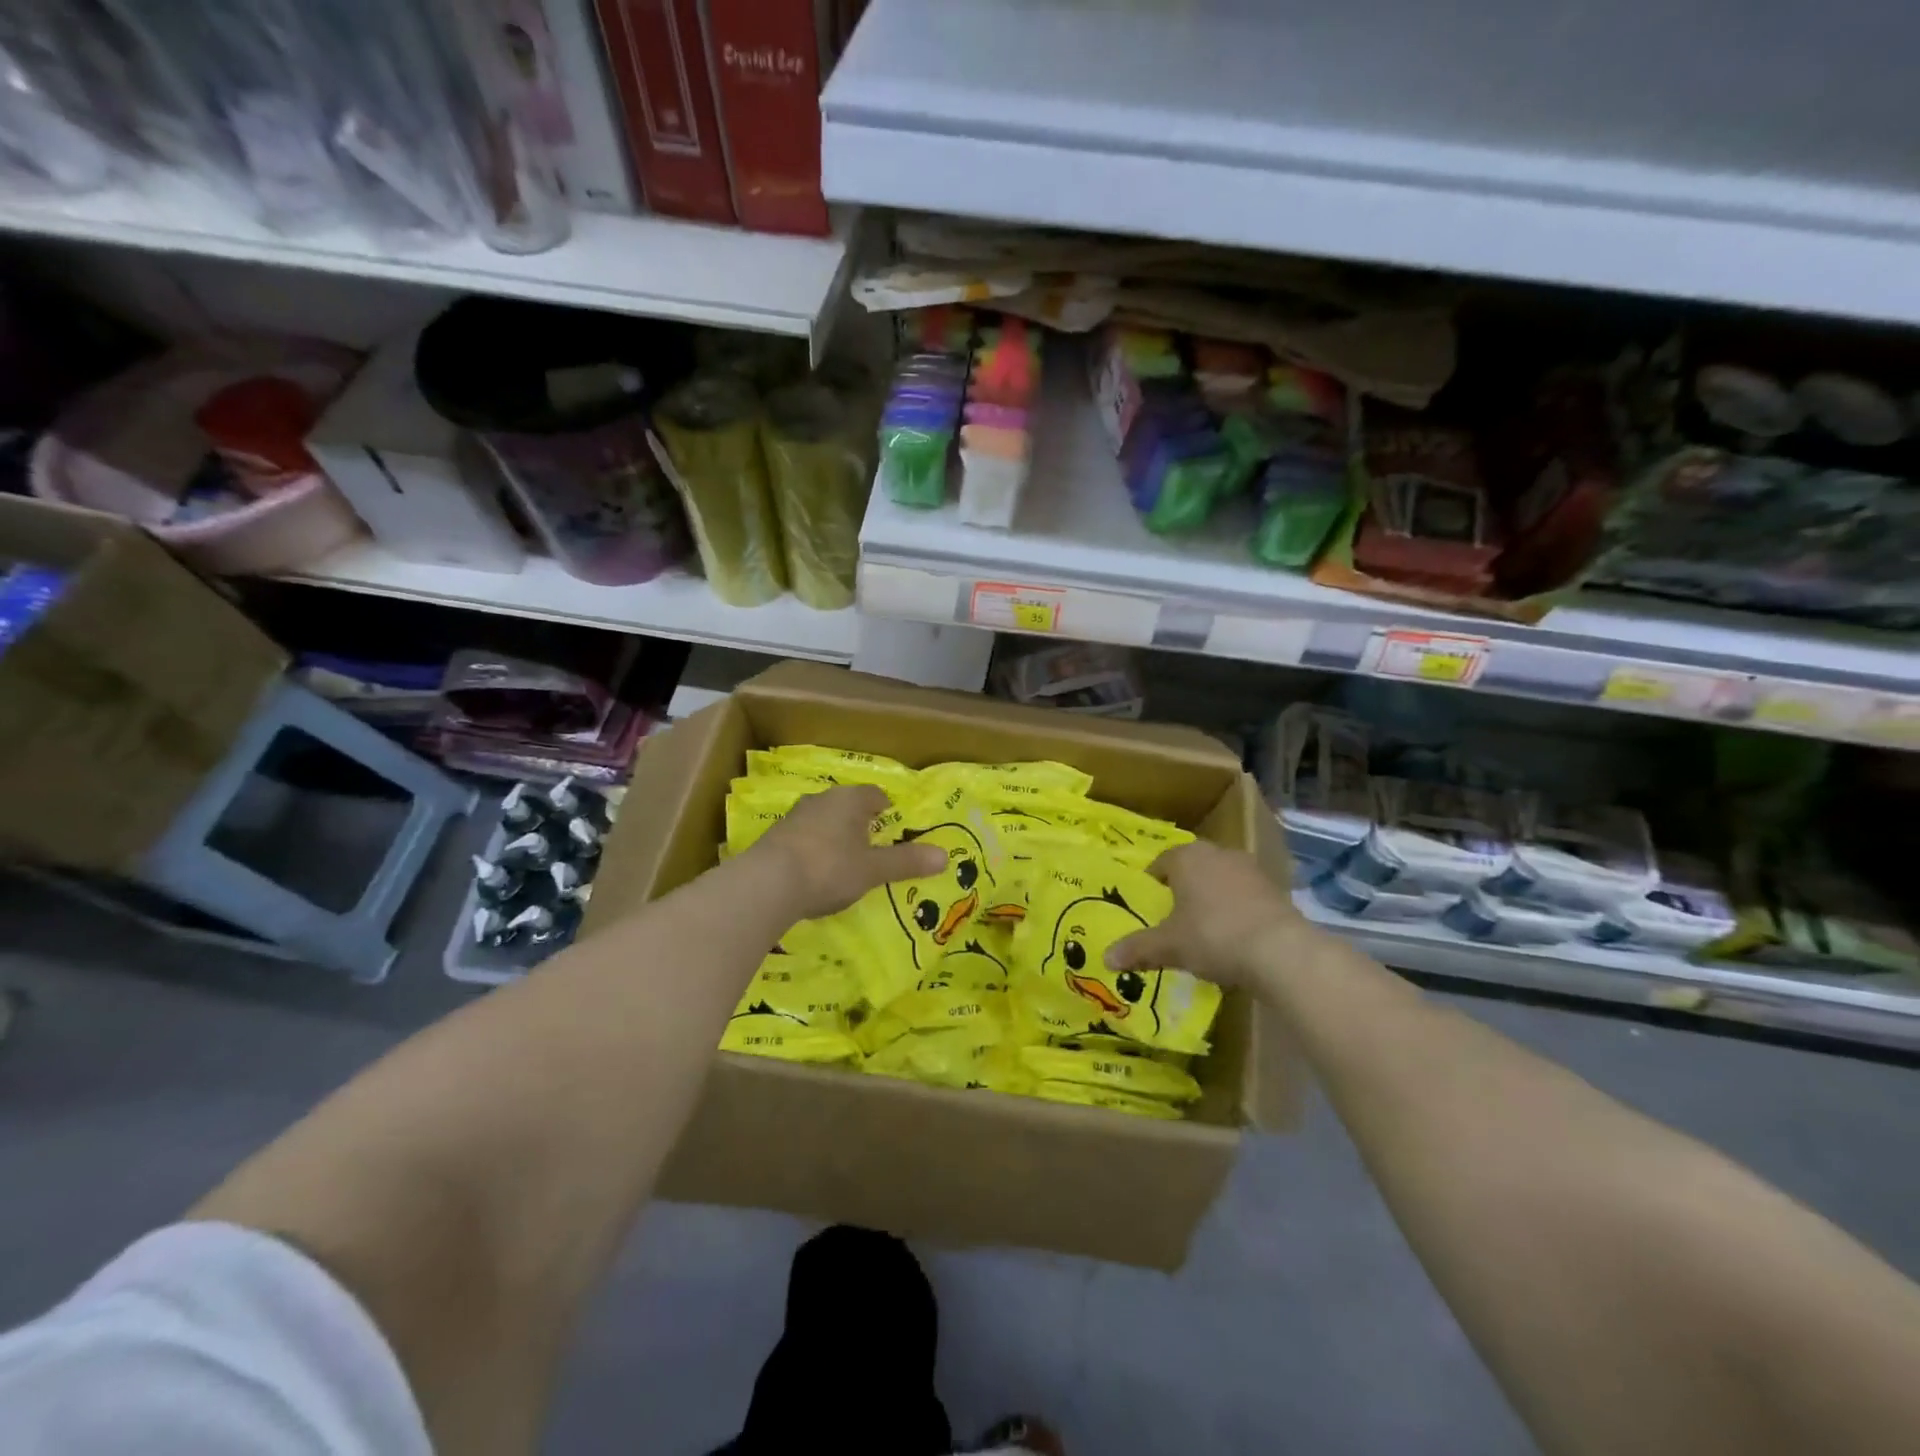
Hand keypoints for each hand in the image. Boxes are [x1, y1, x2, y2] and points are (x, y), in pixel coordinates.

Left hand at [745, 784, 945, 922]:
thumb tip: (945, 856)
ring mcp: (794, 817)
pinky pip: (803, 839)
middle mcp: (821, 800)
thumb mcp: (873, 869)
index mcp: (849, 799)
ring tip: (845, 862)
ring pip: (823, 821)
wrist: (767, 884)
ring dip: (834, 837)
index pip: (875, 795)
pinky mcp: (774, 838)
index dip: (886, 809)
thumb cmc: (829, 868)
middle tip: (873, 847)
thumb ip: (906, 862)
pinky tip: (816, 874)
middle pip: (847, 806)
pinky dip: (813, 851)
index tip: (893, 827)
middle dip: (860, 824)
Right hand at [1104, 840, 1310, 990]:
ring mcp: (1250, 869)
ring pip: (1220, 880)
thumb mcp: (1168, 946)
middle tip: (1174, 919)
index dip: (1153, 885)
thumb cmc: (1213, 936)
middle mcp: (1218, 853)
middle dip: (1183, 890)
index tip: (1150, 908)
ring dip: (1212, 899)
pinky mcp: (1275, 889)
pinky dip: (1237, 911)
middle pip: (1192, 869)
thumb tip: (1106, 958)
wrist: (1280, 951)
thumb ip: (1137, 949)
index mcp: (1187, 857)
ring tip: (1205, 931)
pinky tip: (1235, 938)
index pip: (1160, 864)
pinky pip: (1245, 896)